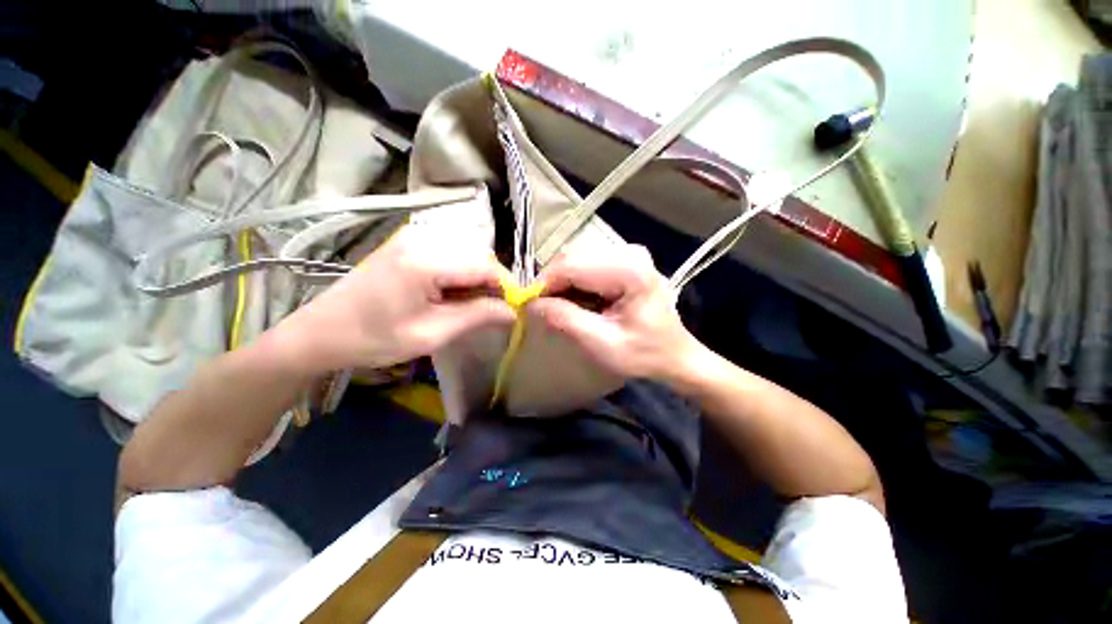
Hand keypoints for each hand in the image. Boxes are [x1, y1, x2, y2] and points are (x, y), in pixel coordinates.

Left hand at [277, 226, 514, 372]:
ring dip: (477, 279)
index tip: (515, 309)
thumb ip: (478, 316)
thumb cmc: (373, 339)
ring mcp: (413, 236)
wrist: (320, 332)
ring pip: (467, 253)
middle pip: (478, 255)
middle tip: (493, 312)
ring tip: (471, 306)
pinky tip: (452, 294)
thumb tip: (514, 311)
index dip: (507, 286)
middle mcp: (422, 237)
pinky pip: (450, 253)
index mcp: (425, 260)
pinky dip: (461, 273)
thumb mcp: (432, 333)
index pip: (486, 265)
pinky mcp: (408, 242)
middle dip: (493, 283)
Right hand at [529, 244, 701, 380]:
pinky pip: (586, 264)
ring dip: (562, 284)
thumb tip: (530, 304)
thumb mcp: (602, 344)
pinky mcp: (624, 259)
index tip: (527, 306)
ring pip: (576, 259)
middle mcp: (629, 252)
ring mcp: (627, 252)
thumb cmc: (644, 354)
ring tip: (563, 309)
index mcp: (630, 270)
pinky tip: (579, 302)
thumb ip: (565, 320)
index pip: (571, 265)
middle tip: (543, 311)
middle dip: (552, 284)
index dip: (544, 284)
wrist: (674, 354)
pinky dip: (575, 283)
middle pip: (572, 258)